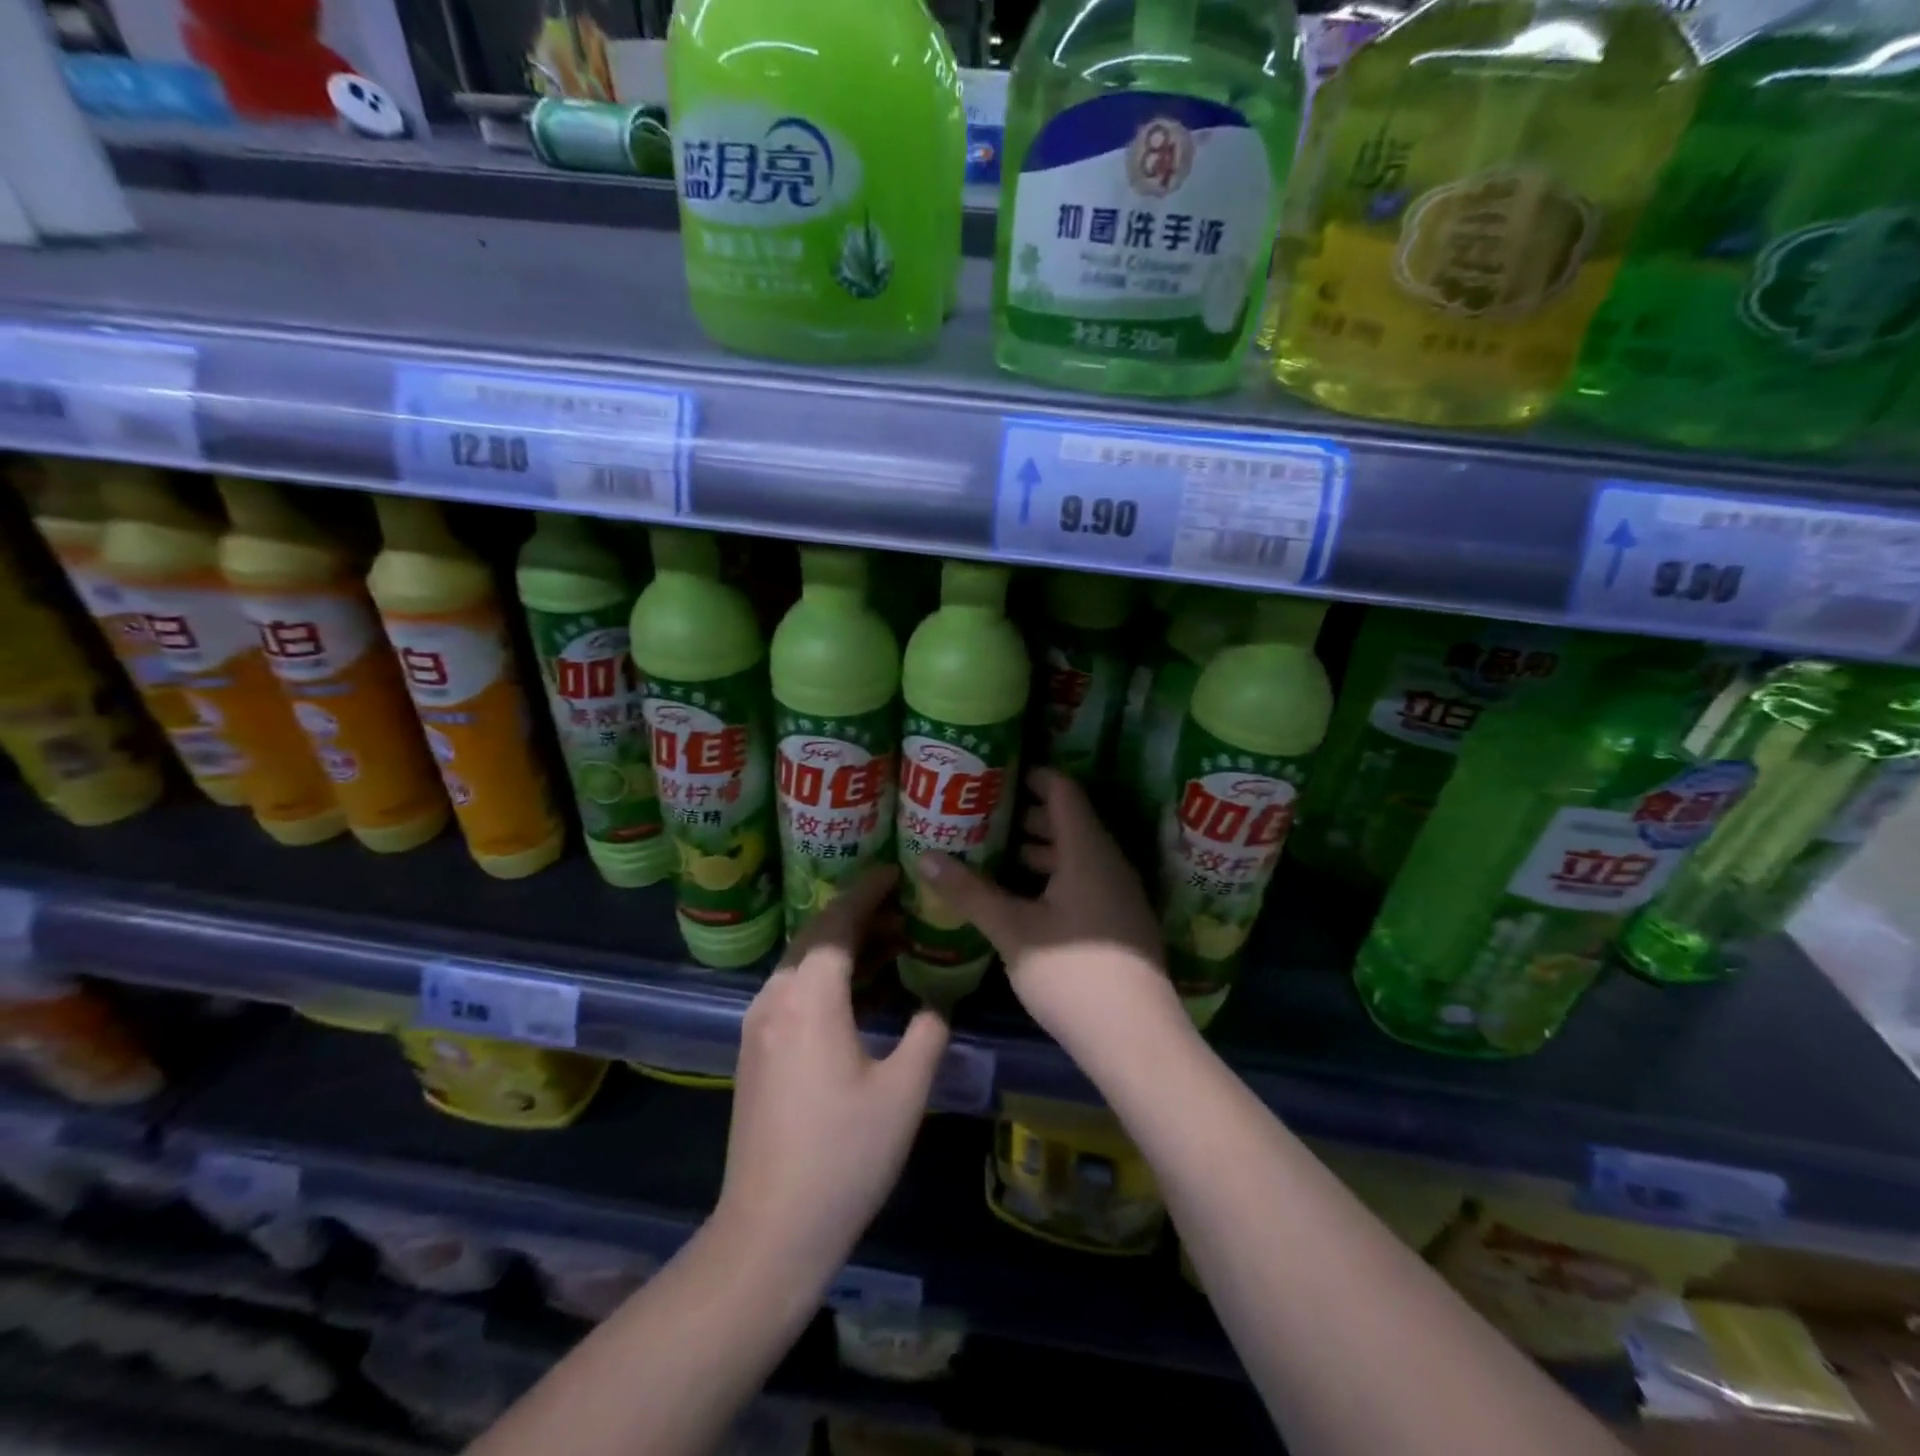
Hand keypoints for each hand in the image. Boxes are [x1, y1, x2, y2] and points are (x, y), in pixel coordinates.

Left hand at [716, 864, 947, 1280]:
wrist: (769, 1232)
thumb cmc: (844, 1157)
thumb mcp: (904, 1091)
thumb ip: (928, 1032)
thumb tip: (935, 1002)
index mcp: (809, 999)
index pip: (837, 922)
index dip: (868, 891)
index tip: (897, 871)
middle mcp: (775, 999)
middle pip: (816, 936)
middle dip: (858, 914)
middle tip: (904, 906)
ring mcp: (759, 1026)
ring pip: (803, 963)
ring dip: (844, 946)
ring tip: (892, 942)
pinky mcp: (757, 1051)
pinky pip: (794, 991)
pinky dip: (829, 976)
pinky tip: (863, 991)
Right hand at [917, 769, 1183, 1063]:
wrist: (1136, 1040)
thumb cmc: (1072, 974)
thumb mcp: (1013, 931)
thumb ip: (971, 892)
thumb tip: (925, 857)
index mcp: (1087, 851)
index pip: (1063, 791)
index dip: (1032, 776)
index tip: (995, 775)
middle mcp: (1108, 863)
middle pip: (1069, 821)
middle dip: (1026, 815)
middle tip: (982, 815)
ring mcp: (1118, 894)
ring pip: (1075, 855)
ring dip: (1038, 849)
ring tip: (995, 854)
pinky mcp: (1118, 922)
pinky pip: (1083, 880)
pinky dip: (1052, 876)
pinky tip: (1022, 898)